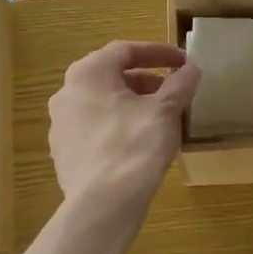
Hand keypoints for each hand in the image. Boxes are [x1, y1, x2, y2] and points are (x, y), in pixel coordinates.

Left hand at [48, 41, 201, 218]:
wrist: (103, 204)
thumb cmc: (135, 146)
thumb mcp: (165, 111)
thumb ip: (180, 84)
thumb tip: (192, 68)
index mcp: (88, 74)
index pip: (126, 50)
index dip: (159, 53)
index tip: (183, 62)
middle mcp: (66, 93)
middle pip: (111, 76)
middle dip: (145, 81)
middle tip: (173, 91)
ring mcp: (60, 125)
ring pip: (102, 104)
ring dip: (131, 104)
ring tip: (159, 118)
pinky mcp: (63, 152)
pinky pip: (94, 129)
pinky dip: (117, 126)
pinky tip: (138, 143)